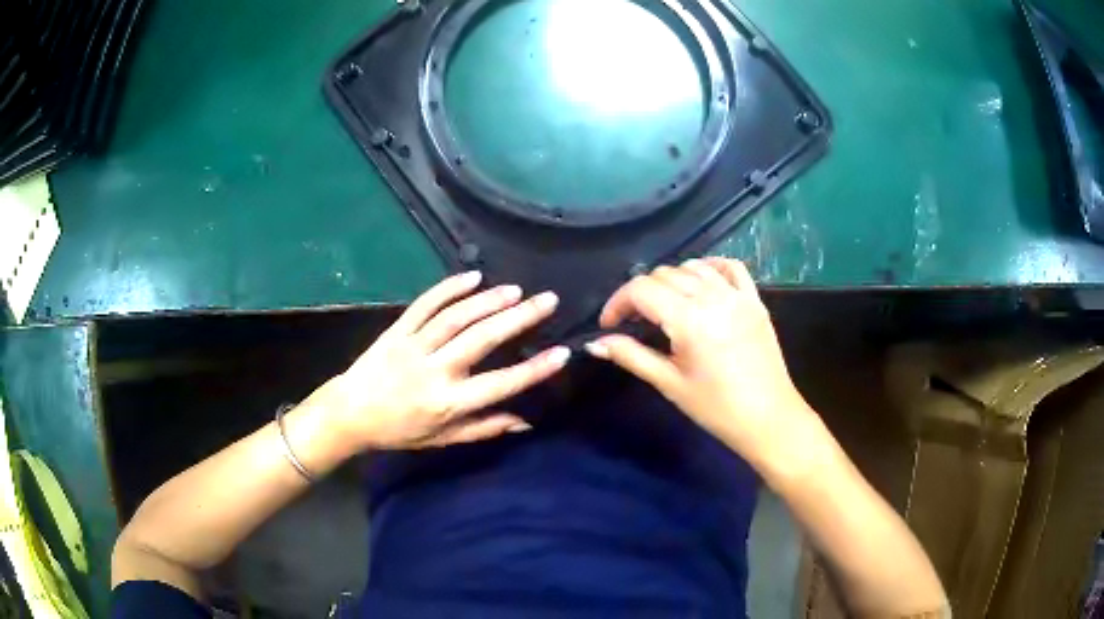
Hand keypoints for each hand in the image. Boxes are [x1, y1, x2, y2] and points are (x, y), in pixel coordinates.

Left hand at [314, 271, 569, 450]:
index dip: (534, 369)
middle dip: (518, 318)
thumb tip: (526, 422)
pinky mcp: (397, 329)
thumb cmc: (400, 430)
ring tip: (517, 290)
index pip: (499, 384)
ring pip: (455, 317)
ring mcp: (413, 345)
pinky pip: (425, 304)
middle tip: (547, 300)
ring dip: (489, 300)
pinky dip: (448, 288)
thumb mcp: (443, 439)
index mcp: (448, 402)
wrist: (350, 413)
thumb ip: (484, 428)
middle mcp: (434, 370)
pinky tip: (473, 276)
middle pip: (481, 339)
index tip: (562, 352)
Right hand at [585, 258, 819, 474]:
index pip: (641, 290)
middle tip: (634, 321)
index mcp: (689, 320)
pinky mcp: (755, 300)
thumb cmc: (716, 408)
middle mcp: (713, 298)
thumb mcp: (669, 383)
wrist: (768, 419)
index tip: (609, 325)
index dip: (618, 302)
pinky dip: (711, 267)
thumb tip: (595, 344)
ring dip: (671, 279)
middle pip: (664, 274)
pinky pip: (731, 267)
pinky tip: (701, 282)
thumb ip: (631, 356)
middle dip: (641, 293)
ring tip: (664, 305)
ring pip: (694, 267)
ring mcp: (737, 296)